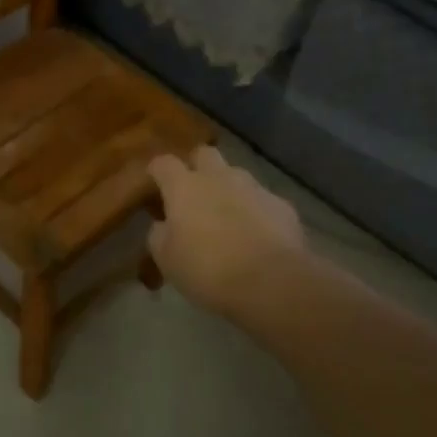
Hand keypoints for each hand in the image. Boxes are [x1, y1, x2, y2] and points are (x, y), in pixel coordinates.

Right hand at [147, 146, 305, 316]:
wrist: (271, 282)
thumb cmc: (208, 270)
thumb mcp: (167, 259)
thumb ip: (159, 234)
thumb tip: (163, 224)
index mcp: (185, 187)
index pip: (163, 163)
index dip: (157, 172)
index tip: (154, 185)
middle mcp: (219, 177)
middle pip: (204, 154)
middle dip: (196, 167)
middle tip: (192, 194)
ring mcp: (254, 187)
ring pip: (236, 175)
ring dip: (228, 189)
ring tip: (227, 217)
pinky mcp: (282, 205)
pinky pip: (262, 200)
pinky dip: (255, 211)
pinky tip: (257, 235)